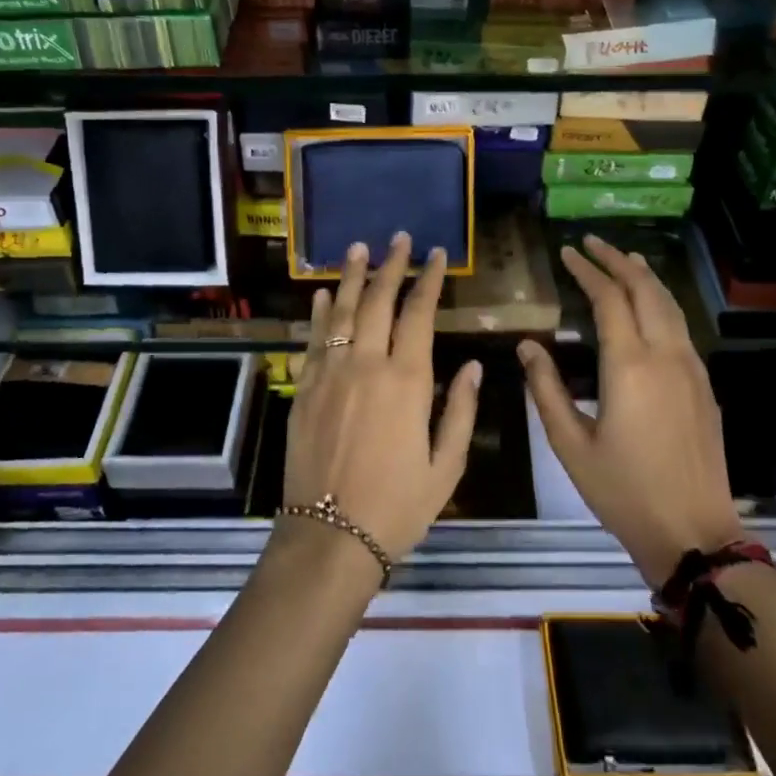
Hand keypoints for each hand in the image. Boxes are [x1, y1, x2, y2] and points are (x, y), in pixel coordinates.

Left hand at [284, 233, 481, 564]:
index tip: (435, 254)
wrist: (330, 538)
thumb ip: (459, 410)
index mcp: (406, 381)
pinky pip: (313, 340)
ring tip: (358, 247)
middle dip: (391, 266)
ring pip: (342, 311)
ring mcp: (330, 374)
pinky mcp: (304, 389)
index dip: (429, 280)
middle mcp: (366, 365)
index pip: (419, 314)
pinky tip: (323, 294)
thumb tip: (471, 365)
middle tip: (399, 238)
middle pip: (378, 301)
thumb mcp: (446, 465)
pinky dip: (319, 313)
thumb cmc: (398, 506)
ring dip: (351, 277)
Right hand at [518, 235, 743, 587]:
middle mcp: (665, 355)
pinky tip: (651, 306)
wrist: (694, 532)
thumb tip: (527, 346)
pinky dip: (662, 302)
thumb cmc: (623, 491)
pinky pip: (681, 326)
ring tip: (624, 259)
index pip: (608, 299)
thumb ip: (546, 389)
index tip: (568, 251)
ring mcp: (691, 368)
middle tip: (593, 242)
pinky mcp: (704, 385)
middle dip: (618, 261)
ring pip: (670, 305)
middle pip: (645, 290)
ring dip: (645, 277)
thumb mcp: (570, 444)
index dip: (587, 271)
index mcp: (629, 365)